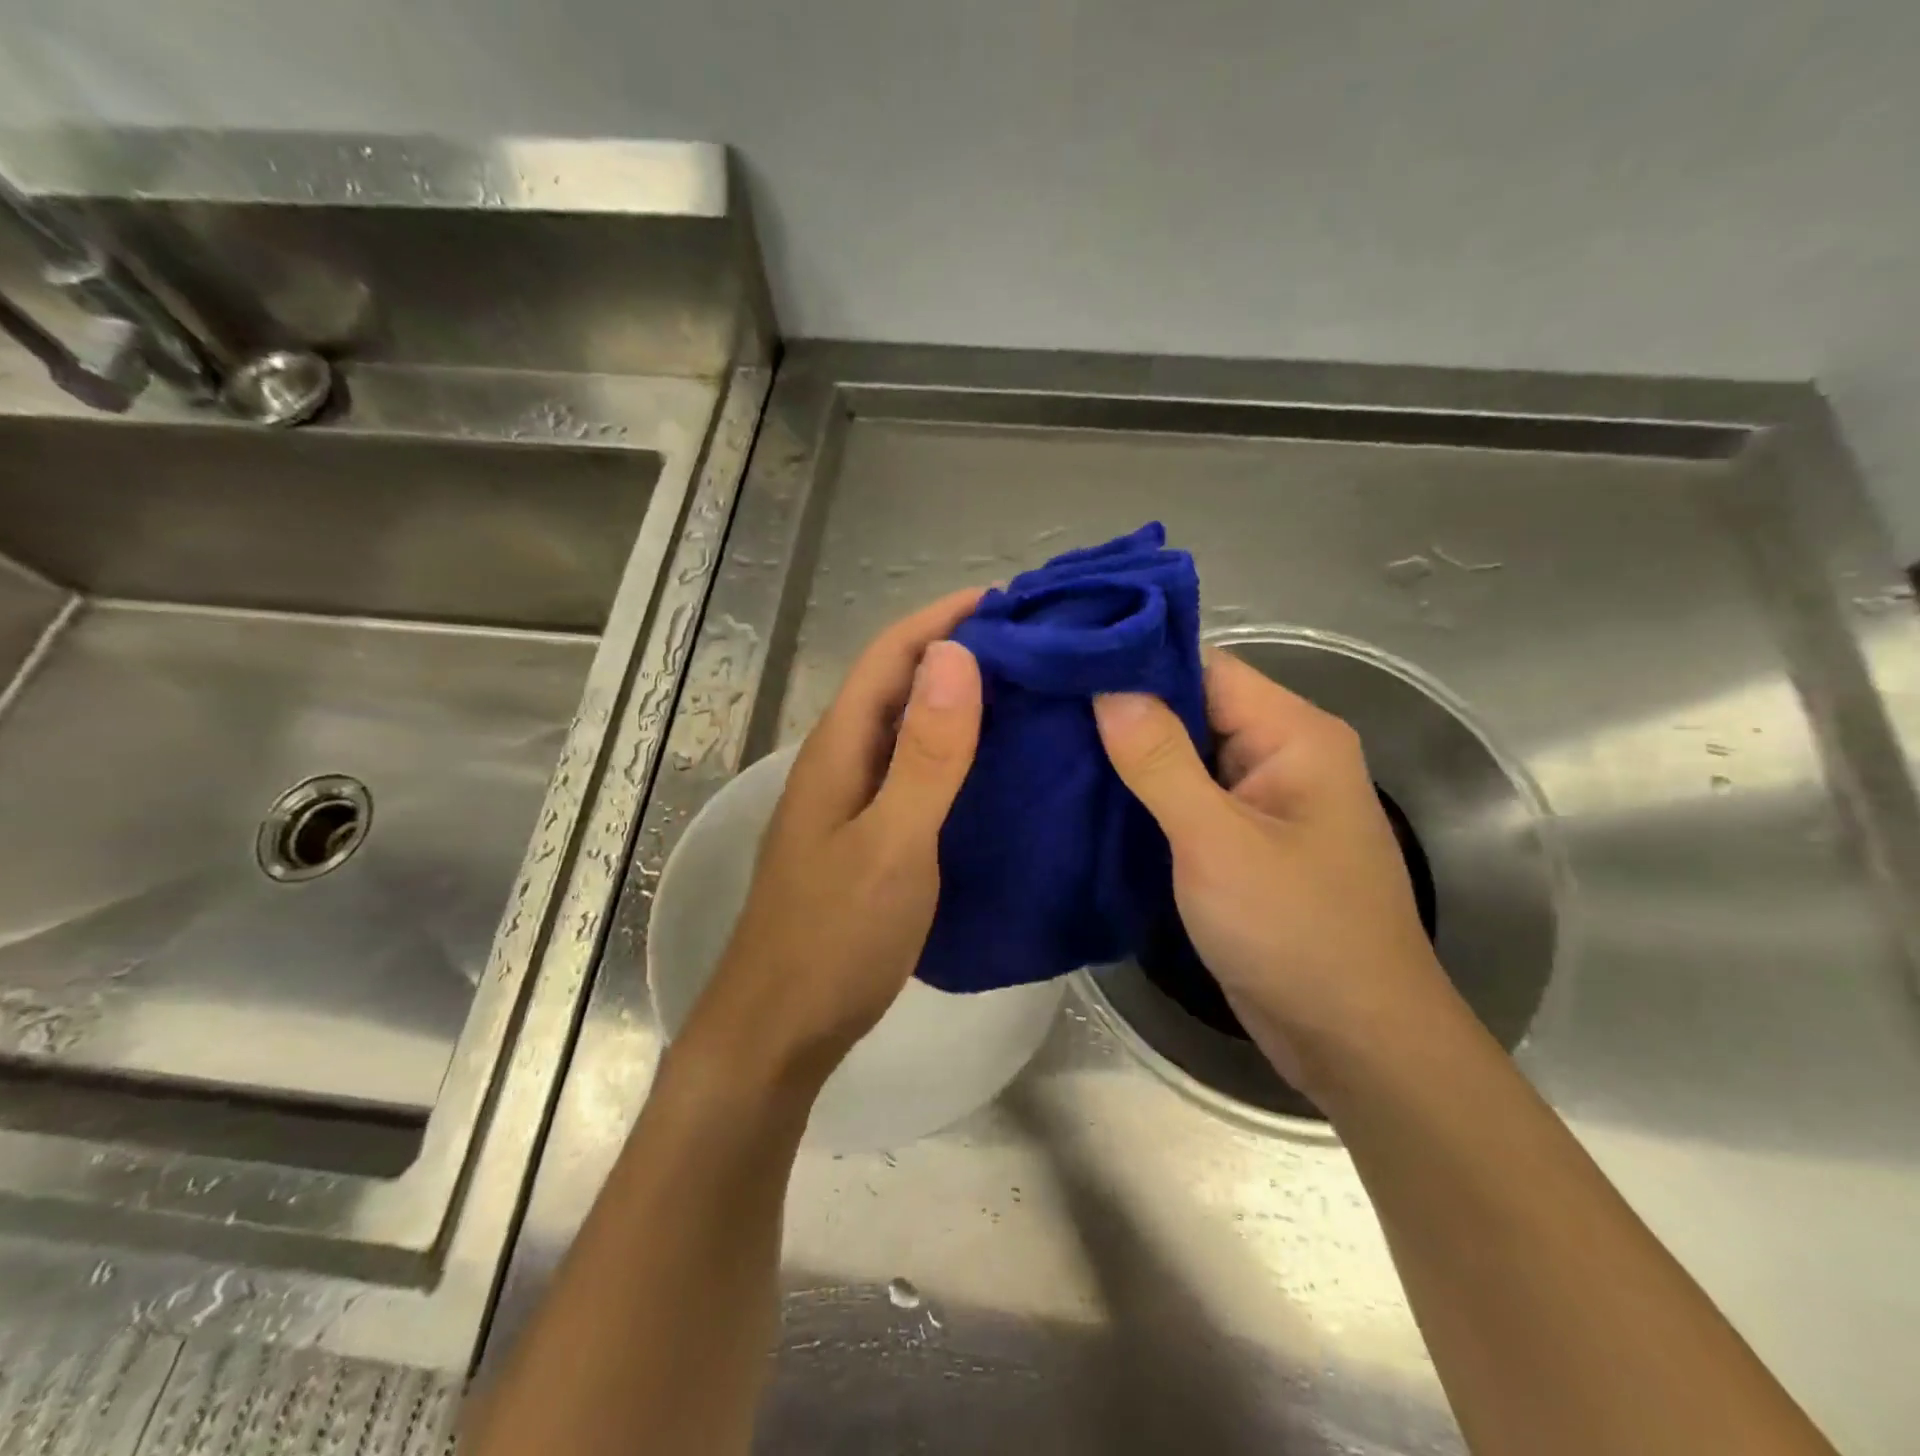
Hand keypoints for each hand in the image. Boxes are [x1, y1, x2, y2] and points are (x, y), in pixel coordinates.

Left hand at [678, 590, 985, 1091]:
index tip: (1010, 599)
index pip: (890, 655)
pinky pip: (912, 769)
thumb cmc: (835, 938)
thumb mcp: (892, 844)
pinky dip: (953, 749)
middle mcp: (840, 761)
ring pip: (906, 726)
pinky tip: (993, 762)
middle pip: (897, 683)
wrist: (780, 1028)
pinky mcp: (865, 833)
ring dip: (957, 698)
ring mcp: (850, 800)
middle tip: (1034, 644)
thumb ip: (927, 755)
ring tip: (1026, 690)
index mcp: (839, 749)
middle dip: (958, 650)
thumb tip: (958, 656)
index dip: (944, 618)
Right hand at [1092, 649, 1457, 1097]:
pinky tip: (1088, 795)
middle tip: (1041, 706)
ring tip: (1049, 743)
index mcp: (1293, 733)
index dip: (1136, 662)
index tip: (1063, 663)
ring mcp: (1262, 800)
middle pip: (1193, 707)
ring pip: (1184, 755)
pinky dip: (1143, 796)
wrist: (1353, 1041)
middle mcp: (1282, 754)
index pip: (1205, 667)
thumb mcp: (1218, 842)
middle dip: (1123, 710)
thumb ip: (1160, 761)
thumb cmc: (1294, 931)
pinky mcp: (1242, 840)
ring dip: (1128, 755)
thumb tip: (1107, 687)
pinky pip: (1187, 799)